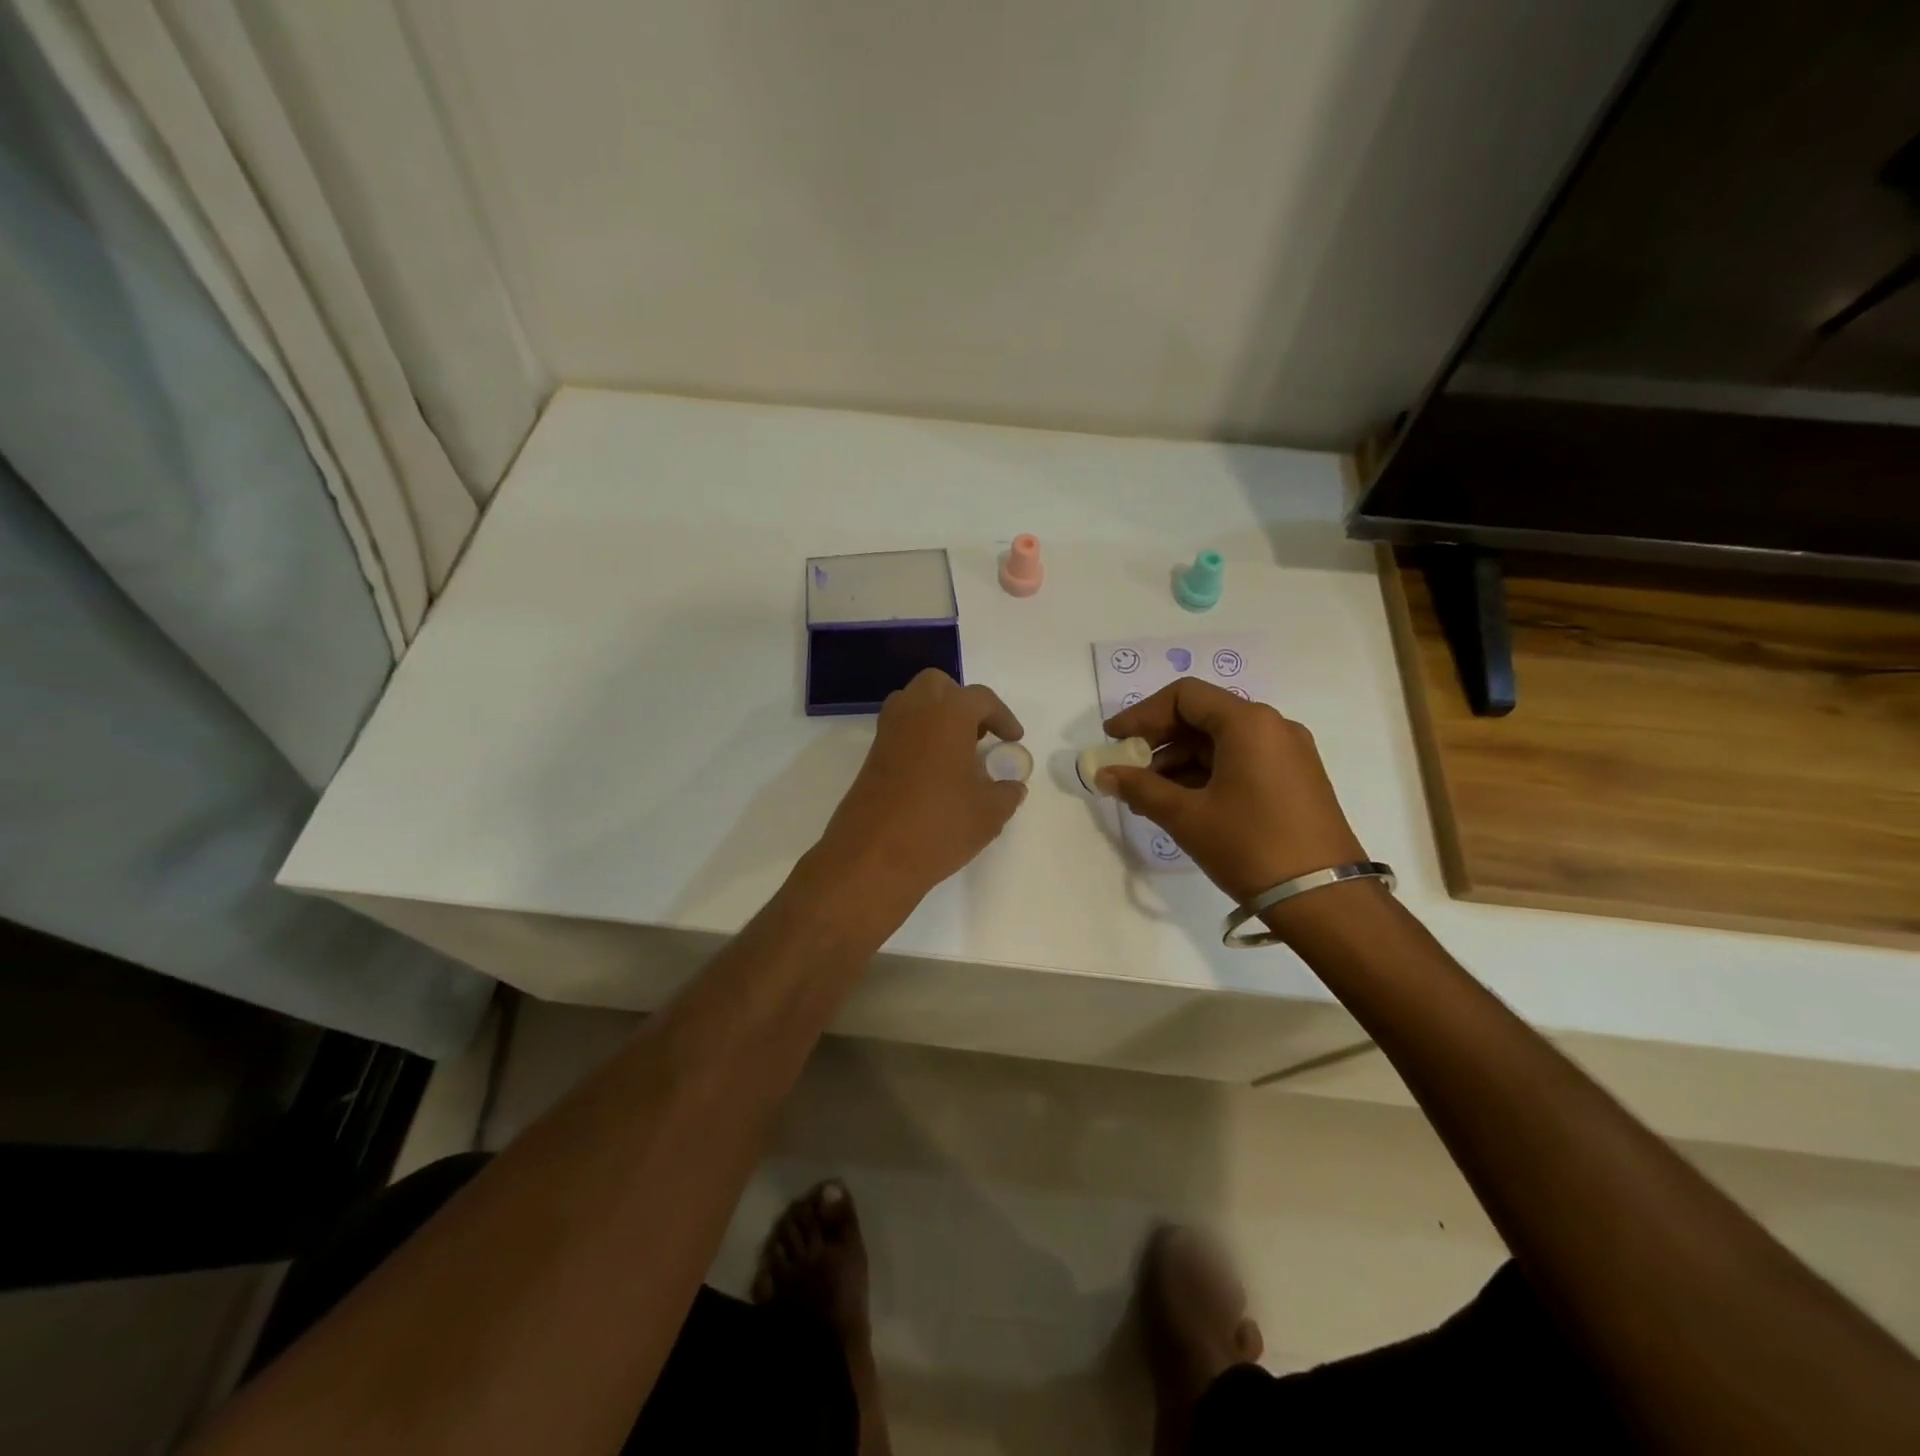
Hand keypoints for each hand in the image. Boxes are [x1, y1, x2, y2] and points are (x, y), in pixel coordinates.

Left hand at [814, 670, 1027, 916]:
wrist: (872, 858)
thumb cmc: (938, 827)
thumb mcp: (989, 814)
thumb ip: (1007, 793)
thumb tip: (1012, 785)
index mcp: (948, 714)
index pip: (981, 699)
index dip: (1003, 717)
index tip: (1013, 740)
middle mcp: (914, 712)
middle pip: (938, 686)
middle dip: (962, 703)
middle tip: (979, 735)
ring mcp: (887, 732)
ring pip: (913, 703)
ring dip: (936, 716)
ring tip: (957, 751)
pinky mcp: (871, 756)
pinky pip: (899, 730)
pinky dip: (918, 738)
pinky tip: (934, 772)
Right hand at [1098, 678, 1364, 904]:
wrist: (1326, 900)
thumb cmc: (1250, 847)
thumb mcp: (1187, 816)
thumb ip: (1140, 788)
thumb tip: (1103, 774)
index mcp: (1249, 723)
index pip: (1184, 696)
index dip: (1142, 714)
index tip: (1114, 740)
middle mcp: (1273, 727)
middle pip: (1203, 716)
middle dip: (1158, 741)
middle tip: (1127, 768)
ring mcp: (1288, 754)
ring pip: (1220, 742)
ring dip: (1179, 762)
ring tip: (1148, 796)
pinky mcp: (1295, 780)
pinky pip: (1240, 762)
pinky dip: (1206, 775)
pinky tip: (1181, 803)